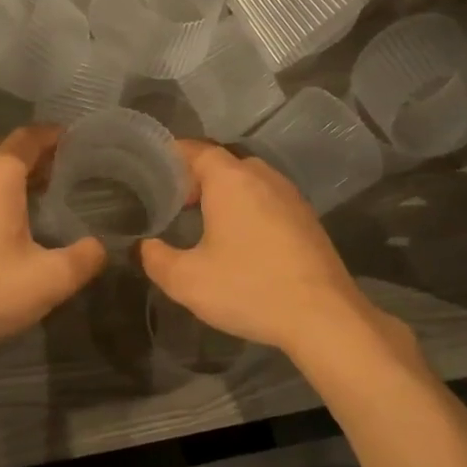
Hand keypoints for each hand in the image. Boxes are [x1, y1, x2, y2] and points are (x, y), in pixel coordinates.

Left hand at [0, 126, 105, 354]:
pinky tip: (4, 221)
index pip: (26, 139)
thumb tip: (99, 247)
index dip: (51, 135)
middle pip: (1, 149)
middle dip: (29, 152)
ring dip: (6, 173)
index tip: (73, 139)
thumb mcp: (51, 278)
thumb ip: (84, 258)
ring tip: (35, 192)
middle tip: (58, 166)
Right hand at [139, 141, 385, 353]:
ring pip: (248, 182)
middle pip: (223, 164)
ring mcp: (290, 197)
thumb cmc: (249, 288)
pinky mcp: (307, 219)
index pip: (195, 150)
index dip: (171, 156)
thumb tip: (144, 246)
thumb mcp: (187, 280)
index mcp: (231, 180)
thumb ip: (156, 258)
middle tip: (173, 201)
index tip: (151, 169)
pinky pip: (268, 201)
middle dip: (196, 177)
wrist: (323, 316)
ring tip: (203, 220)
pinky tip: (239, 240)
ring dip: (224, 194)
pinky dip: (248, 209)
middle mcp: (263, 177)